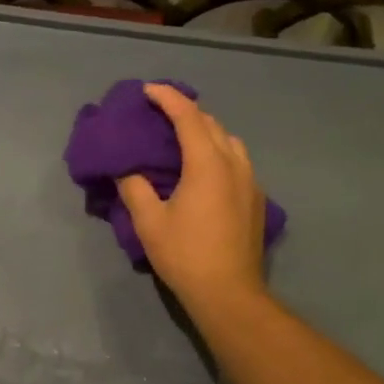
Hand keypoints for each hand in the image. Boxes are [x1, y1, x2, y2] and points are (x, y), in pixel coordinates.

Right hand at [116, 83, 268, 310]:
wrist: (229, 293)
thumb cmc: (186, 255)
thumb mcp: (149, 223)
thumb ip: (135, 188)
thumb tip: (126, 170)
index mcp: (207, 164)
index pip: (188, 116)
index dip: (167, 98)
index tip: (148, 90)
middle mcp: (234, 164)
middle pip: (212, 123)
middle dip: (187, 111)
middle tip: (161, 113)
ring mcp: (251, 182)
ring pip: (230, 141)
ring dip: (207, 131)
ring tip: (185, 138)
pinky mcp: (257, 200)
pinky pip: (238, 161)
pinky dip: (220, 152)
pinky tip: (207, 170)